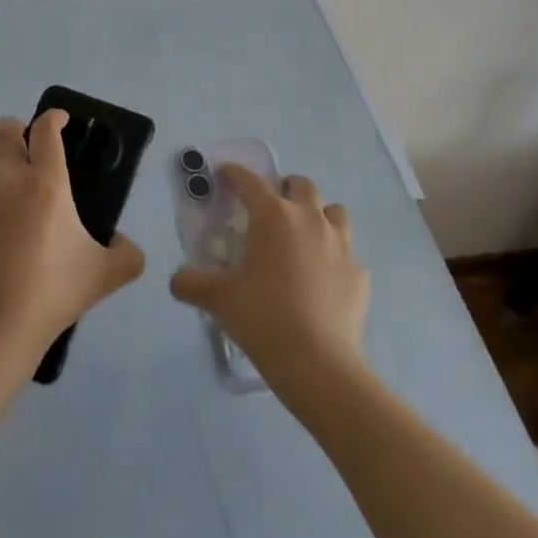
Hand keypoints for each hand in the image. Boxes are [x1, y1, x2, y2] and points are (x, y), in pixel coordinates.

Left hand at [0, 110, 146, 373]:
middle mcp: (7, 179)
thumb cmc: (51, 295)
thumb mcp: (105, 276)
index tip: (60, 120)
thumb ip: (128, 255)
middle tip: (27, 150)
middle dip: (17, 131)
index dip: (54, 117)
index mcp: (46, 184)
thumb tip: (125, 243)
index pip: (46, 130)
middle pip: (5, 130)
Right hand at [170, 166, 369, 403]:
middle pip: (301, 185)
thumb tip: (177, 279)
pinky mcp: (360, 273)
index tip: (224, 174)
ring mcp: (341, 244)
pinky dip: (334, 257)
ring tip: (303, 238)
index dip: (234, 173)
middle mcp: (310, 219)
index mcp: (273, 216)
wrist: (318, 363)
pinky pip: (348, 253)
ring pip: (334, 211)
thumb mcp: (218, 299)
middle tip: (269, 211)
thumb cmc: (263, 318)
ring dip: (318, 215)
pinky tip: (323, 280)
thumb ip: (191, 283)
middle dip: (284, 189)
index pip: (249, 181)